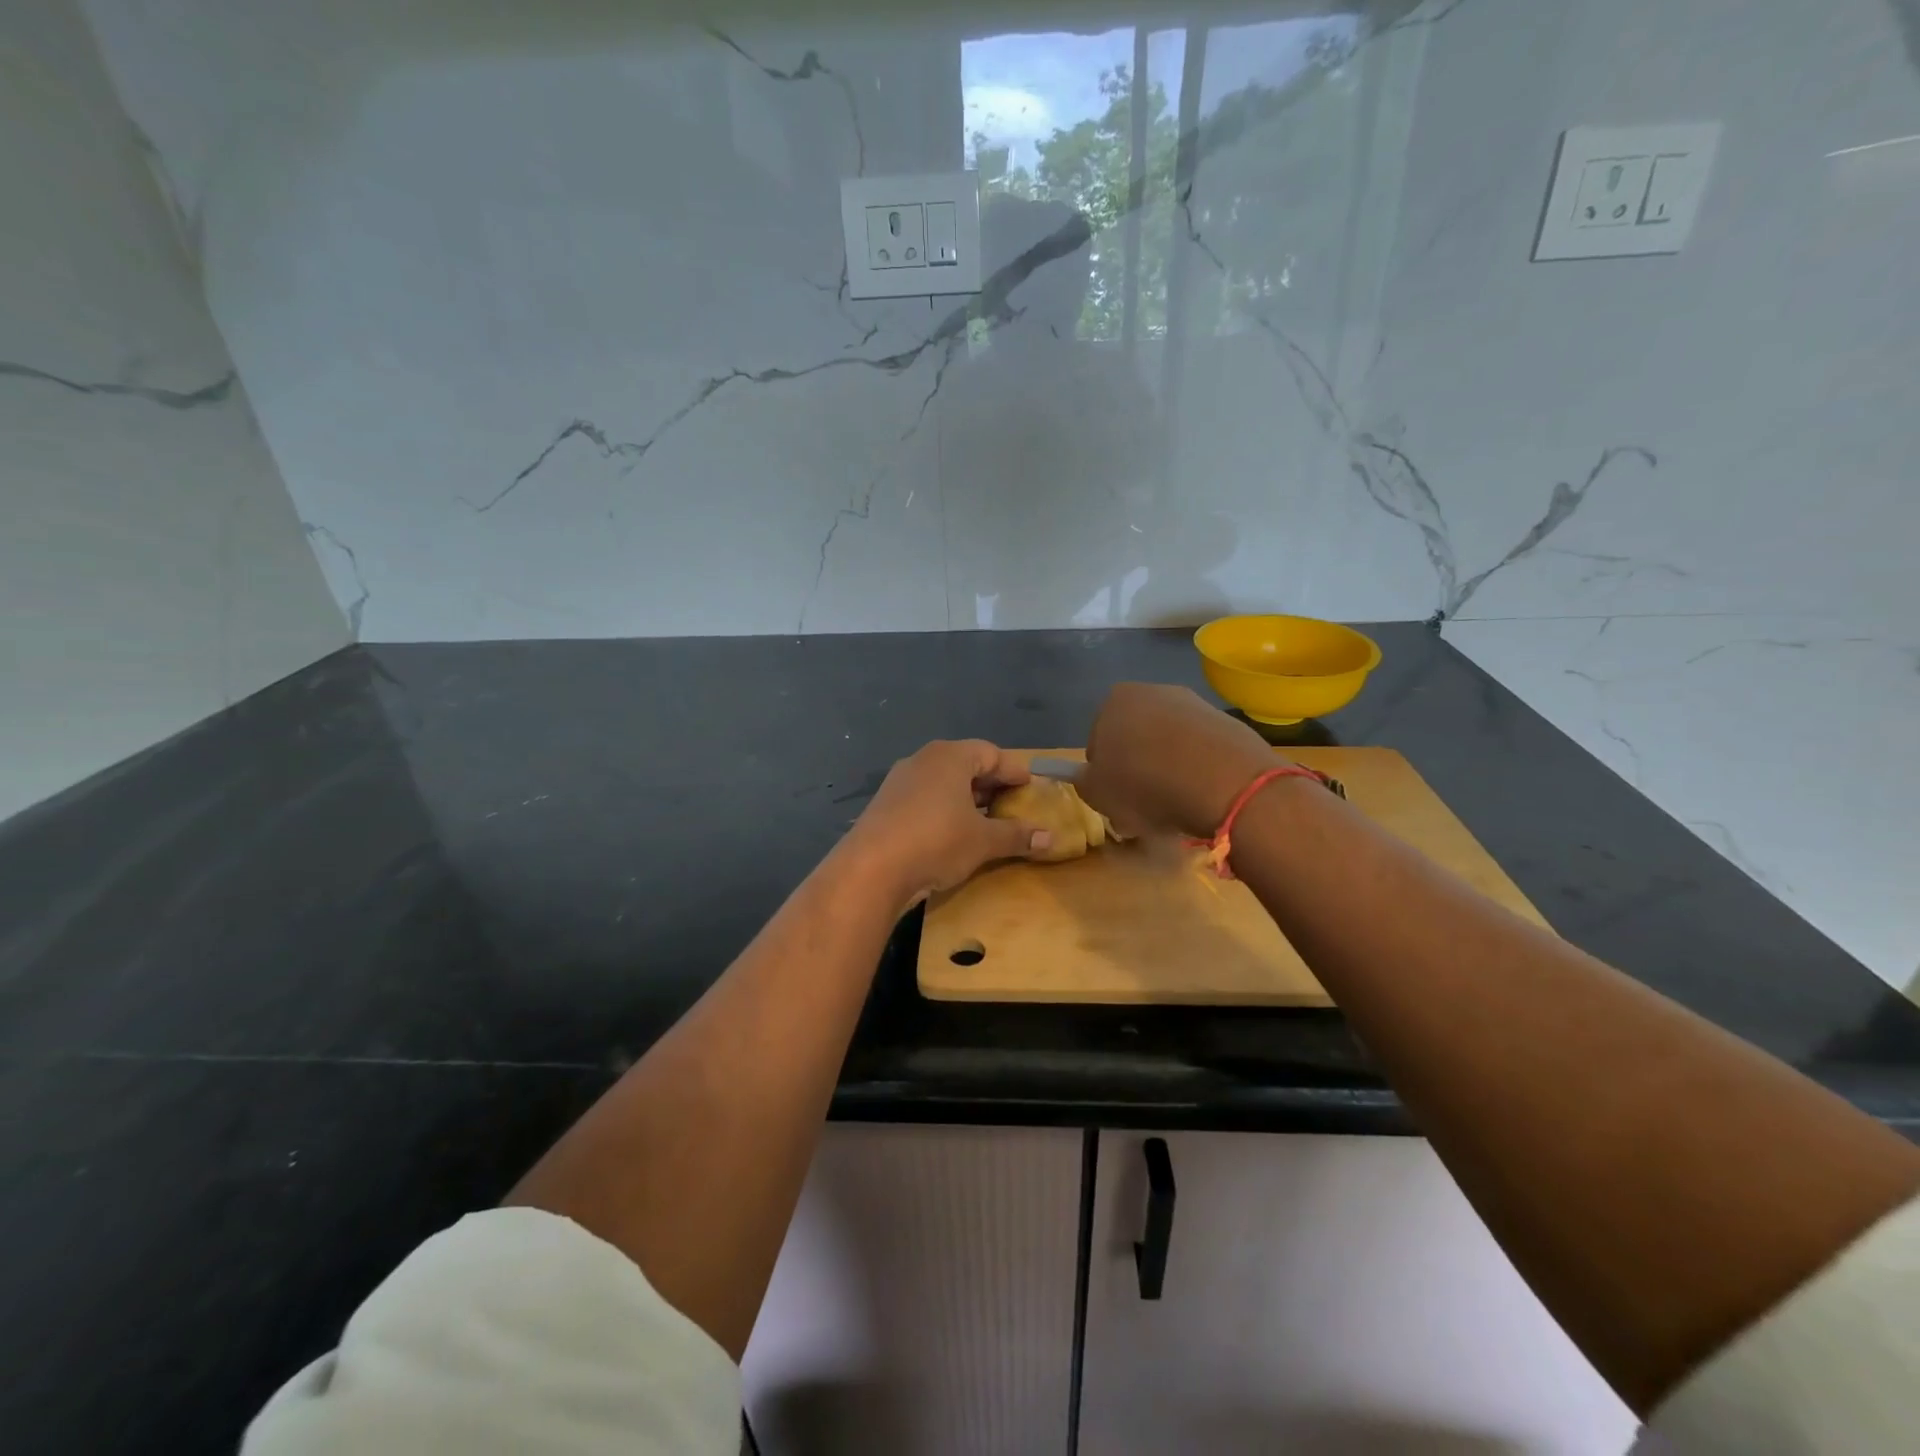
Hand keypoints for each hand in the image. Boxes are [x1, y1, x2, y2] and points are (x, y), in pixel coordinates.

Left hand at [842, 740, 1053, 906]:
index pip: (991, 753)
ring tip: (986, 821)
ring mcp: (900, 781)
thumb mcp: (984, 841)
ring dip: (966, 799)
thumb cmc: (937, 841)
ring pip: (943, 783)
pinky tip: (952, 833)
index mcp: (950, 756)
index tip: (1031, 787)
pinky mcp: (885, 804)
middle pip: (966, 764)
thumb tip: (1052, 837)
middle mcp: (924, 760)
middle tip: (1012, 805)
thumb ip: (1018, 835)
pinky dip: (944, 810)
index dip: (1014, 770)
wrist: (871, 869)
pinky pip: (924, 798)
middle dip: (990, 784)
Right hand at [1077, 683, 1281, 837]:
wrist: (1224, 782)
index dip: (1104, 774)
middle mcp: (1152, 691)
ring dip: (1167, 769)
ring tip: (1176, 804)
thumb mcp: (1097, 794)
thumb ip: (1084, 781)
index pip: (1098, 742)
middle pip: (1135, 738)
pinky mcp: (1226, 722)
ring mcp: (1193, 704)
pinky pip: (1200, 750)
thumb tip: (1089, 776)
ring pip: (1168, 743)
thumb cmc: (1146, 785)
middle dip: (1137, 768)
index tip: (1116, 798)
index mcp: (1114, 701)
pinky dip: (1197, 769)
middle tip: (1143, 805)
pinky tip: (1201, 793)